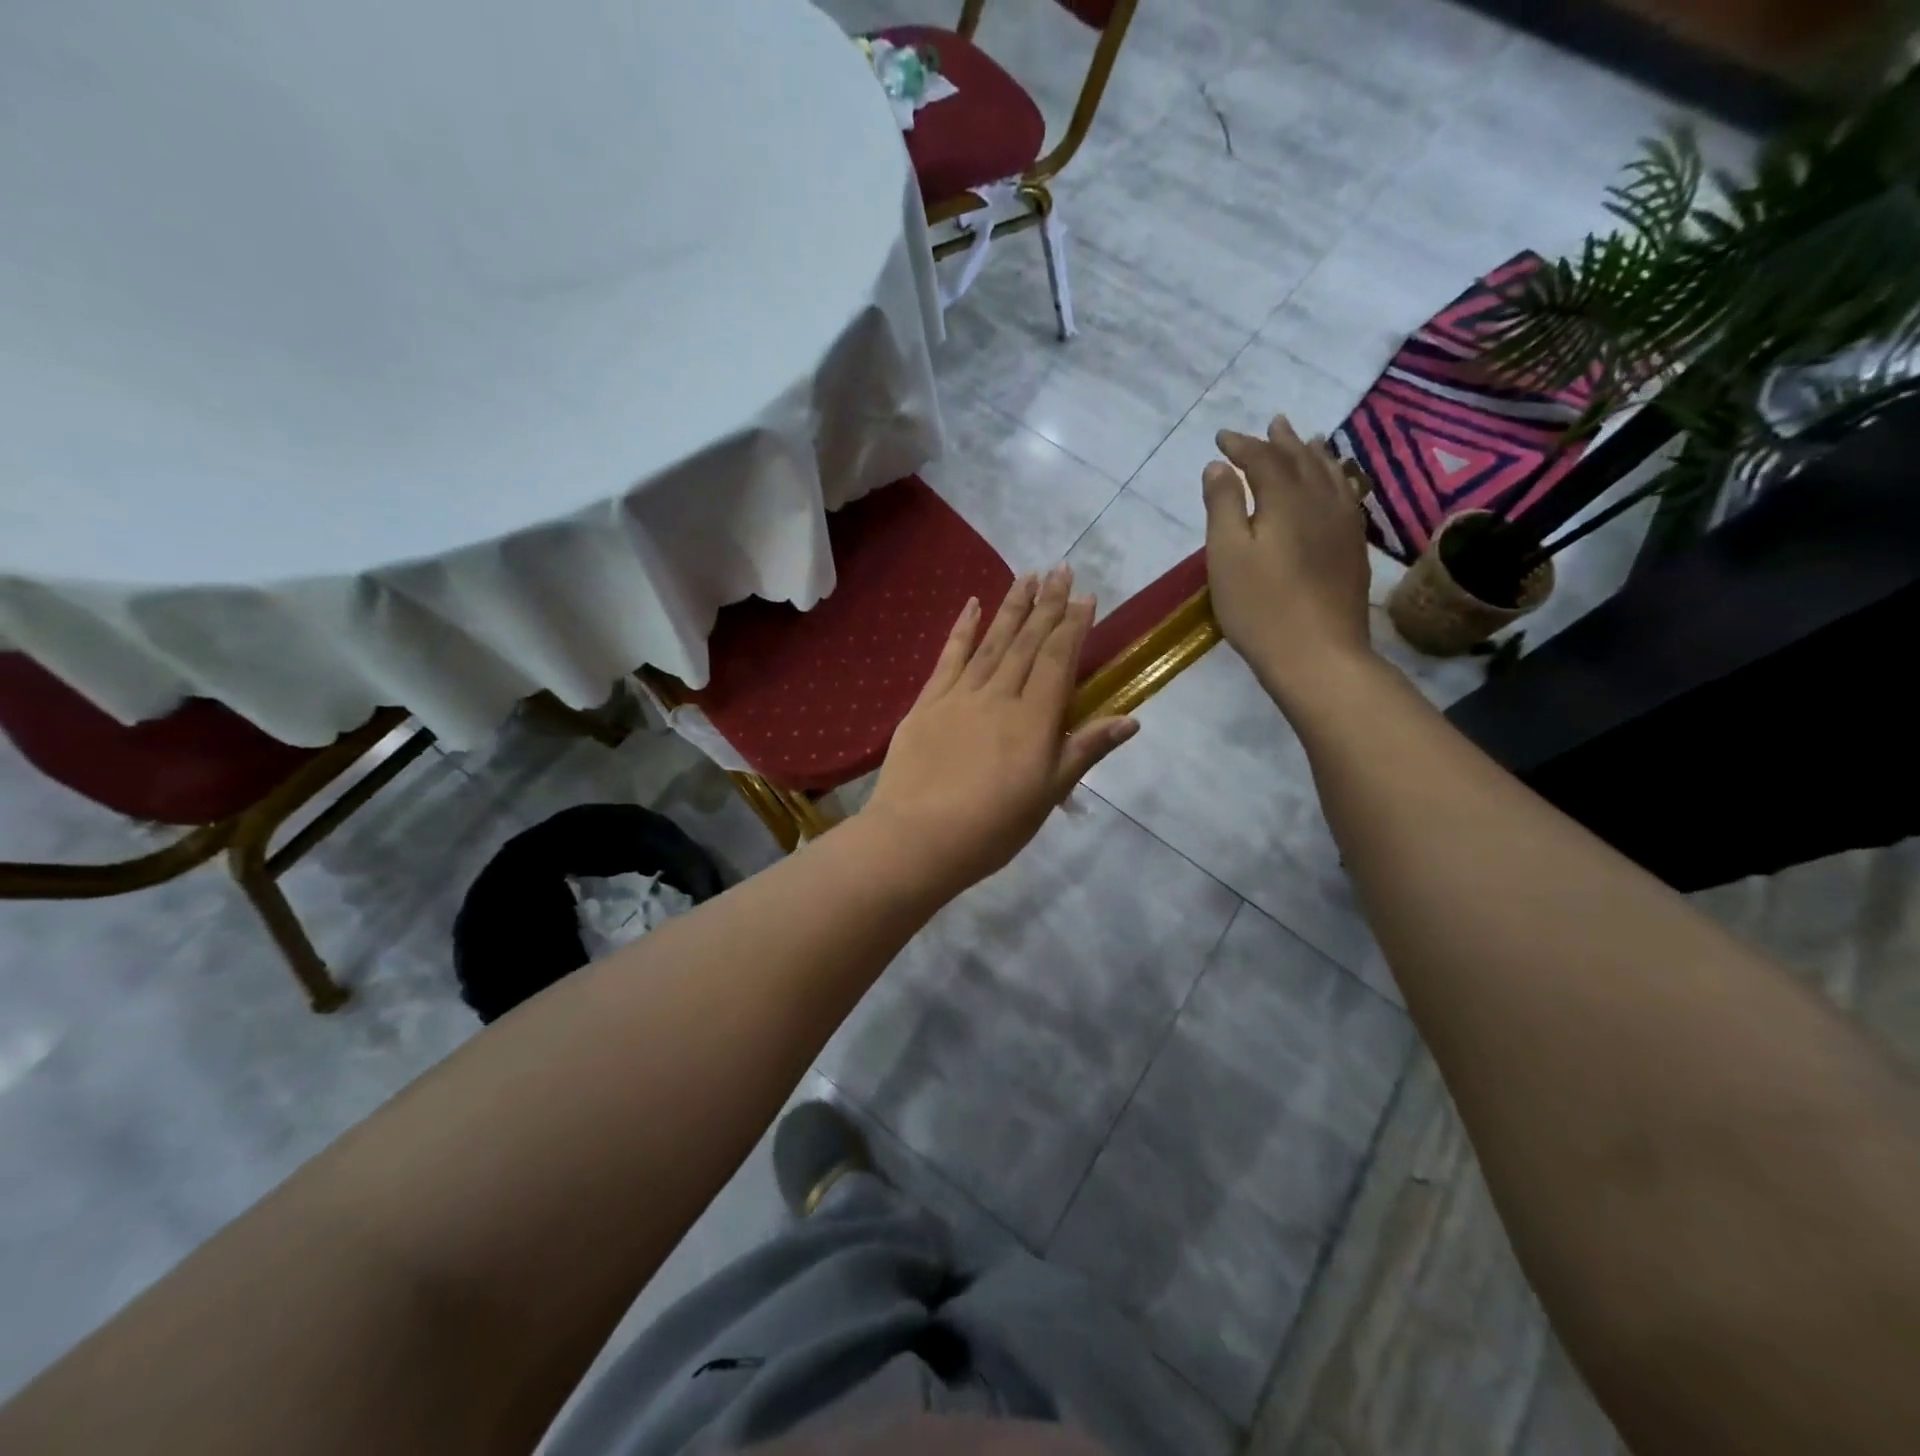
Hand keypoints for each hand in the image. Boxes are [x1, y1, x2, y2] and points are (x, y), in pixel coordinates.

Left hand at [860, 566, 1137, 892]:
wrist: (918, 838)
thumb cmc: (992, 828)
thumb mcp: (1048, 795)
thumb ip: (1085, 750)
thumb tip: (1130, 718)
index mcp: (1034, 719)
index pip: (1059, 660)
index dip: (1073, 626)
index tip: (1084, 596)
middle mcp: (1000, 696)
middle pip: (1028, 642)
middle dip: (1046, 604)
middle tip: (1059, 568)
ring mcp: (960, 695)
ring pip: (992, 642)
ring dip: (1011, 607)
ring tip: (1026, 575)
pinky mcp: (927, 703)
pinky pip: (949, 657)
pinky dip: (963, 629)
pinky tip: (972, 604)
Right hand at [1203, 415, 1372, 697]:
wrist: (1318, 654)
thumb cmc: (1260, 607)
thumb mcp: (1226, 555)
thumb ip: (1223, 506)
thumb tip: (1219, 466)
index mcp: (1286, 500)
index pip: (1264, 459)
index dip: (1243, 445)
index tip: (1222, 438)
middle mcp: (1321, 502)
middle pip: (1302, 460)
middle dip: (1282, 442)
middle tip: (1272, 423)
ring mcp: (1344, 525)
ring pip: (1331, 476)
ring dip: (1314, 455)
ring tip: (1308, 440)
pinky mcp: (1354, 550)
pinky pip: (1347, 497)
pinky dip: (1337, 480)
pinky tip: (1336, 486)